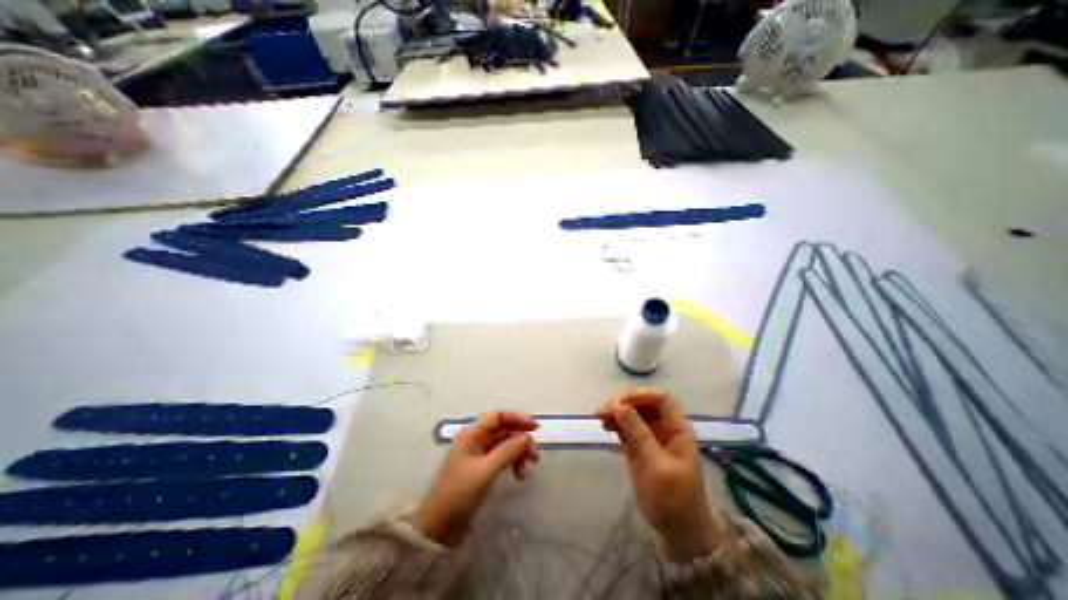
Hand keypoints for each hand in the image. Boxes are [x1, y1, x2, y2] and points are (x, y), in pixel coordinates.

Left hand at [411, 410, 538, 546]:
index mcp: (472, 435)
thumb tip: (527, 437)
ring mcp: (480, 455)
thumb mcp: (485, 471)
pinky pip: (503, 458)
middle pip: (504, 431)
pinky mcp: (483, 469)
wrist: (439, 528)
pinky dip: (513, 463)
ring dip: (519, 454)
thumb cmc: (459, 494)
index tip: (534, 428)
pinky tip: (520, 475)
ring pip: (505, 445)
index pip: (497, 417)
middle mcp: (476, 441)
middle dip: (520, 440)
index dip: (516, 418)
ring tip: (526, 471)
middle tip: (534, 456)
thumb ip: (507, 451)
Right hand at [596, 389, 729, 562]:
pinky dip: (615, 423)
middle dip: (624, 403)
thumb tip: (619, 406)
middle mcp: (663, 426)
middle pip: (642, 403)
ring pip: (631, 413)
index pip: (659, 398)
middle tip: (605, 411)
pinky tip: (605, 426)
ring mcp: (649, 435)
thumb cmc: (675, 498)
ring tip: (600, 417)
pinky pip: (625, 426)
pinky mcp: (638, 445)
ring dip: (616, 411)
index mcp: (676, 427)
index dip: (640, 396)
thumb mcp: (658, 466)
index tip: (620, 404)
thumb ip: (639, 434)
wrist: (678, 529)